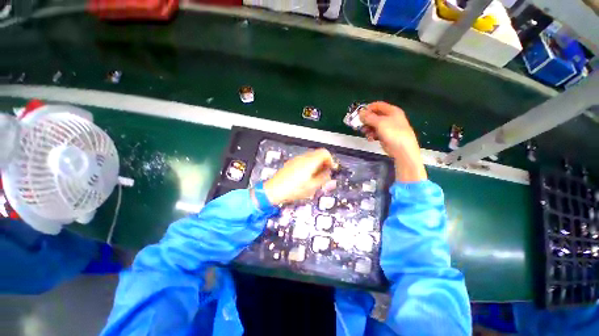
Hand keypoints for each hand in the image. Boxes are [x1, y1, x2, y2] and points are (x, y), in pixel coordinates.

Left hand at [264, 148, 333, 203]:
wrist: (274, 190)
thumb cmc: (292, 190)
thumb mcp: (312, 187)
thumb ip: (323, 179)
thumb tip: (329, 174)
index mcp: (310, 162)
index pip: (324, 153)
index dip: (330, 160)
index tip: (331, 168)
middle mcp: (303, 158)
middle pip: (318, 153)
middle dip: (324, 162)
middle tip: (325, 173)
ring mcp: (296, 159)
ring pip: (311, 156)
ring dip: (317, 163)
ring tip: (316, 175)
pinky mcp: (291, 162)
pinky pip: (304, 159)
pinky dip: (309, 164)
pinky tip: (307, 175)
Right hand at [360, 101, 426, 181]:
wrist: (402, 149)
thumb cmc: (393, 132)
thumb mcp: (379, 122)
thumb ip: (369, 117)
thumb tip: (360, 112)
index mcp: (392, 111)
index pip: (377, 105)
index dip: (368, 108)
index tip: (359, 114)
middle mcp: (390, 118)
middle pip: (374, 116)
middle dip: (366, 120)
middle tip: (359, 125)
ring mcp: (388, 127)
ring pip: (374, 125)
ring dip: (368, 129)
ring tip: (365, 133)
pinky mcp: (385, 136)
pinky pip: (375, 133)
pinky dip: (372, 135)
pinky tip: (370, 139)